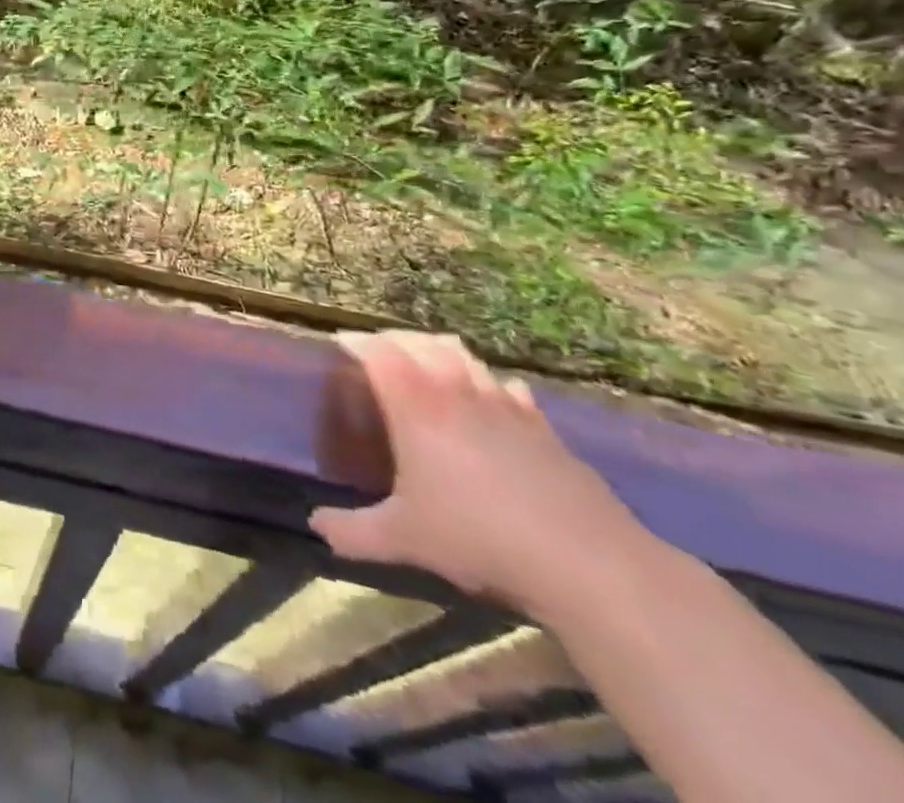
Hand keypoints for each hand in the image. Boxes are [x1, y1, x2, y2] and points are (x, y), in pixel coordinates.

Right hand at [309, 330, 648, 620]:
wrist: (587, 564)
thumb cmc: (479, 539)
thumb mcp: (403, 540)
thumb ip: (352, 531)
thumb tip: (316, 525)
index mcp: (416, 408)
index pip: (379, 354)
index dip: (356, 342)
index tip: (339, 342)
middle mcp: (456, 394)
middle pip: (422, 343)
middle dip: (395, 339)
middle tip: (378, 348)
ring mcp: (505, 407)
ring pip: (466, 358)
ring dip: (440, 350)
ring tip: (427, 359)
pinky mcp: (544, 429)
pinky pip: (509, 388)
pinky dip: (490, 382)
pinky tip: (492, 397)